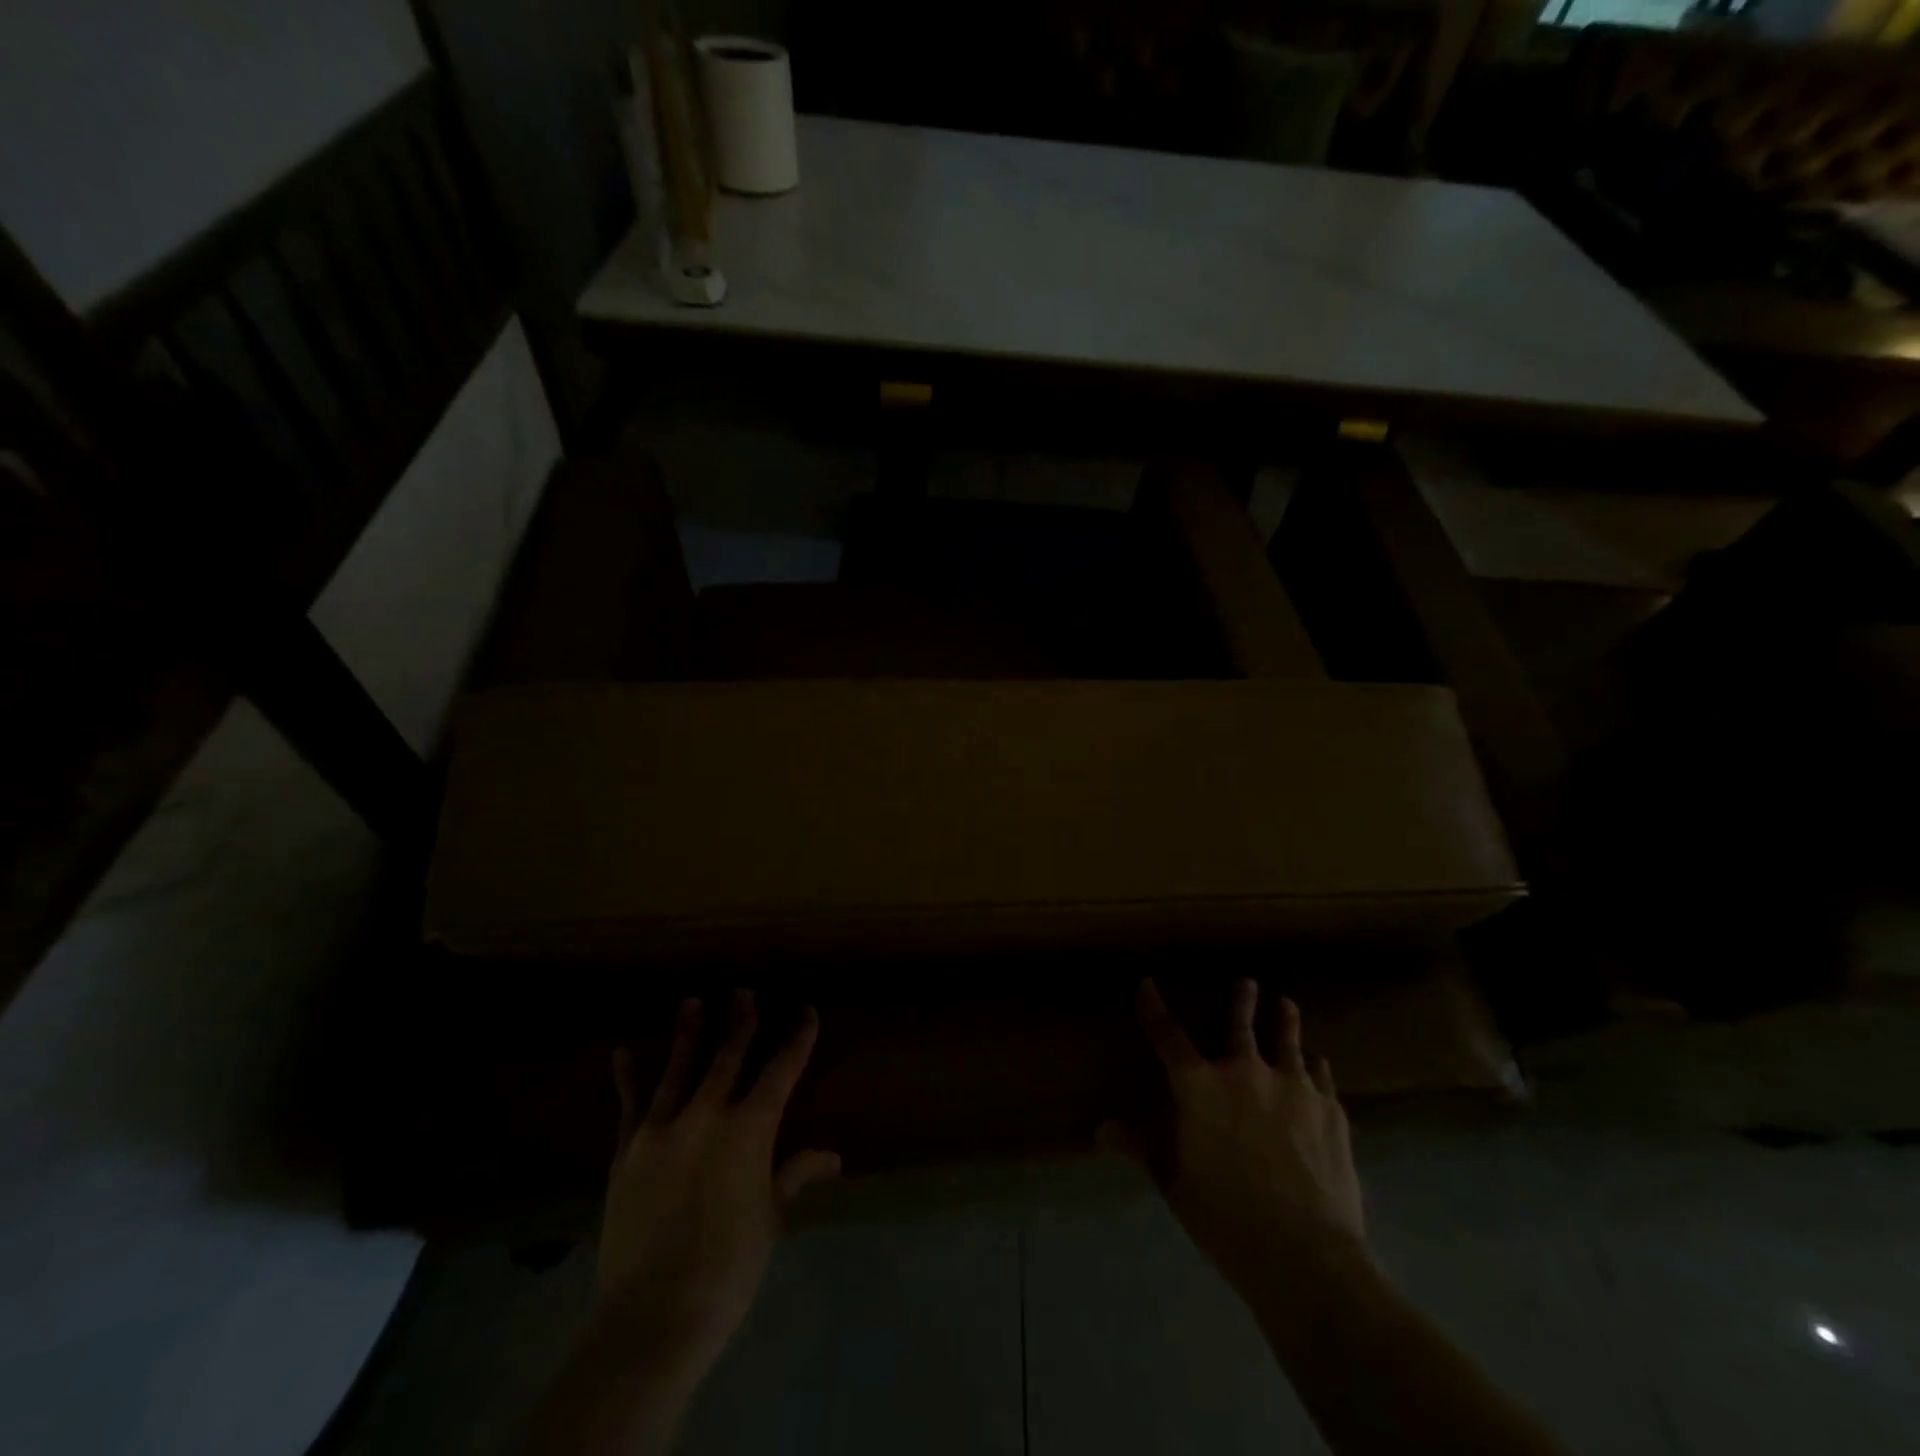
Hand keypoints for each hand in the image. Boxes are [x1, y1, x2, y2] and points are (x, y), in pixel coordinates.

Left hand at [595, 992, 839, 1383]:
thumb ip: (794, 1176)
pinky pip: (630, 1104)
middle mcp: (708, 1115)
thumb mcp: (769, 1219)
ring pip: (680, 1068)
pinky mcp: (628, 1150)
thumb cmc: (727, 1267)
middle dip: (740, 1021)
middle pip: (728, 1057)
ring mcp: (663, 1129)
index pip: (781, 1071)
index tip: (806, 1012)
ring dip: (688, 1033)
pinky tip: (625, 1050)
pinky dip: (629, 1075)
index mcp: (750, 1130)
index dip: (797, 1039)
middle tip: (744, 992)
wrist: (652, 1315)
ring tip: (692, 1001)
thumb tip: (831, 1156)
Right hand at [1102, 978, 1369, 1299]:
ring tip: (1285, 1004)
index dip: (1153, 1007)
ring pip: (1287, 1040)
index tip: (1147, 984)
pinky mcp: (1329, 1109)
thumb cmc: (1225, 1218)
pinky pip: (1320, 1075)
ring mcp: (1292, 1087)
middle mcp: (1244, 1072)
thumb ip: (1141, 1147)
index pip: (1167, 1036)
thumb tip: (1102, 1129)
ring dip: (1284, 1019)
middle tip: (1246, 981)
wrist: (1305, 1255)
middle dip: (1240, 999)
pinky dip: (1313, 1064)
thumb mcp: (1174, 1183)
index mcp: (1199, 1086)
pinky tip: (1316, 1062)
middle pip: (1239, 1023)